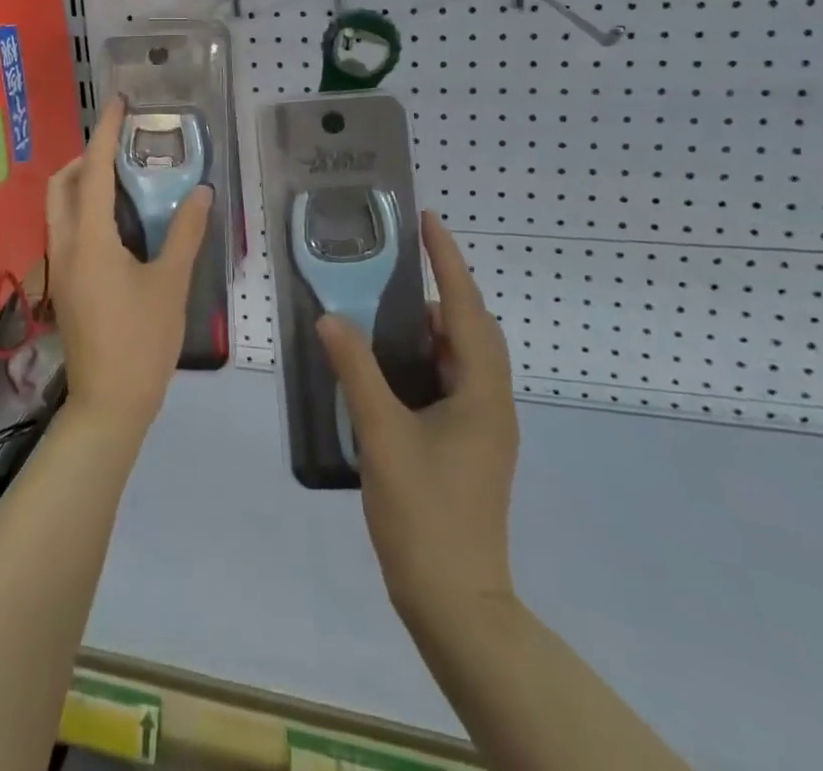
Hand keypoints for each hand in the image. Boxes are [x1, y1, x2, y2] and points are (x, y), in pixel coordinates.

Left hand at [46, 95, 211, 432]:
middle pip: (61, 185)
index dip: (104, 133)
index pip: (92, 172)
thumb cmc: (142, 341)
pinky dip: (84, 210)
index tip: (119, 104)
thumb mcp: (170, 284)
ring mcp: (58, 268)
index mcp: (89, 240)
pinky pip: (66, 230)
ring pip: (59, 209)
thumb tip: (201, 191)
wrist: (108, 404)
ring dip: (82, 184)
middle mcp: (64, 246)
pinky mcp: (63, 285)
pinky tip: (119, 222)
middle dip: (85, 157)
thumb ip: (186, 233)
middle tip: (121, 148)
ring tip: (123, 179)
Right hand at [317, 211, 518, 621]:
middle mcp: (491, 402)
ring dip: (433, 324)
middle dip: (443, 287)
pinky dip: (427, 357)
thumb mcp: (382, 436)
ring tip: (389, 304)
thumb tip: (330, 318)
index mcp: (482, 393)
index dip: (448, 261)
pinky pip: (453, 380)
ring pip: (463, 356)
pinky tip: (391, 362)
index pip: (465, 309)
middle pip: (473, 327)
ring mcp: (484, 426)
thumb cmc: (424, 514)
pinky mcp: (469, 444)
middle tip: (401, 260)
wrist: (456, 602)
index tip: (429, 221)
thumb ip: (357, 371)